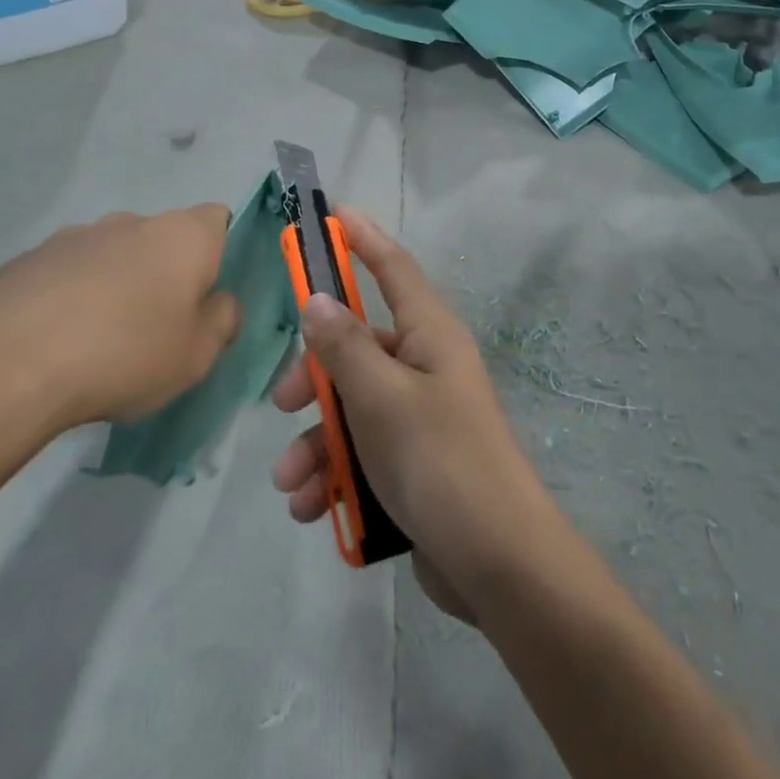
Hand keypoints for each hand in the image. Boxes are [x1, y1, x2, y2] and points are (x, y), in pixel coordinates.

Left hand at [0, 207, 241, 488]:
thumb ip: (222, 321)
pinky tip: (56, 343)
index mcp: (182, 236)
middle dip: (164, 273)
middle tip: (156, 327)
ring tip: (98, 341)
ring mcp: (73, 236)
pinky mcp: (26, 259)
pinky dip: (71, 297)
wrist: (3, 367)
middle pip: (162, 239)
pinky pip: (67, 273)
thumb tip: (219, 302)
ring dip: (116, 284)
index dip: (218, 252)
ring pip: (112, 255)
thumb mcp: (197, 355)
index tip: (206, 294)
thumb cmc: (124, 355)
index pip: (218, 219)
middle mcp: (130, 222)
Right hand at [268, 209, 554, 613]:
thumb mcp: (381, 397)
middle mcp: (427, 366)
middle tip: (283, 405)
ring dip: (316, 442)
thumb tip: (317, 298)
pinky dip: (335, 474)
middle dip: (314, 377)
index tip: (334, 215)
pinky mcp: (414, 463)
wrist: (496, 562)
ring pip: (352, 408)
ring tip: (292, 485)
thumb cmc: (439, 461)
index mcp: (430, 335)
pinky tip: (314, 508)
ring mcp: (422, 416)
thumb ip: (344, 346)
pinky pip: (363, 452)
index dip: (364, 240)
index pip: (394, 269)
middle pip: (358, 347)